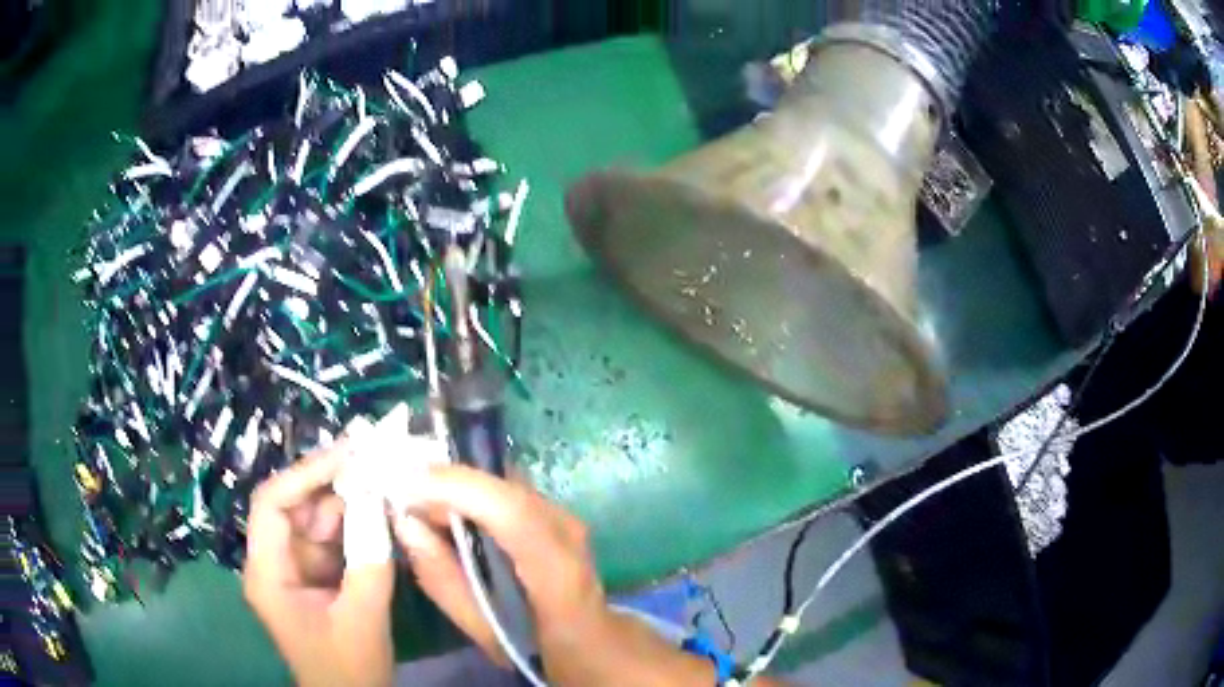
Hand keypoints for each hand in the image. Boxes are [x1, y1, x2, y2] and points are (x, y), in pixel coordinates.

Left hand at [243, 444, 395, 686]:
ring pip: (314, 519)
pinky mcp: (314, 575)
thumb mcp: (363, 619)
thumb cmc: (348, 670)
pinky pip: (331, 538)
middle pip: (293, 505)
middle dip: (330, 482)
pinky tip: (380, 509)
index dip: (306, 473)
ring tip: (383, 478)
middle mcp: (273, 561)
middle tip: (373, 458)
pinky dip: (355, 523)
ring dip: (347, 501)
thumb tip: (382, 503)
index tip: (349, 454)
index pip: (272, 505)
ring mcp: (293, 567)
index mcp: (267, 573)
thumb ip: (370, 561)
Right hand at [392, 465, 719, 685]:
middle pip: (505, 488)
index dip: (457, 489)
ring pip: (504, 482)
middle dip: (447, 483)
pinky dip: (472, 493)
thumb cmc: (543, 650)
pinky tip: (446, 508)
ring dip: (458, 485)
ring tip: (416, 504)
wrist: (597, 645)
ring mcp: (568, 518)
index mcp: (559, 577)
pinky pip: (507, 490)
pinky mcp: (558, 513)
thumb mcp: (487, 634)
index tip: (404, 487)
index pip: (514, 514)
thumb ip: (446, 583)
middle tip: (399, 497)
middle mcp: (570, 534)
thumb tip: (406, 523)